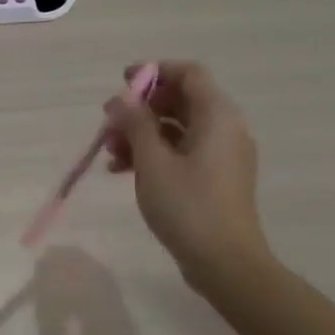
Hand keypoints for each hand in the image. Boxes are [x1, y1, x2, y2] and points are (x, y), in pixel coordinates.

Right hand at [103, 60, 269, 287]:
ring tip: (110, 152)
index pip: (188, 73)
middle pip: (180, 100)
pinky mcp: (214, 177)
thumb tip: (120, 99)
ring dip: (141, 133)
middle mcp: (225, 128)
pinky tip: (122, 170)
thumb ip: (135, 123)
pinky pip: (181, 151)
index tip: (122, 83)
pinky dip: (153, 153)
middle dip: (141, 108)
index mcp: (217, 116)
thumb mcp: (152, 161)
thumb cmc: (188, 206)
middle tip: (109, 123)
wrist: (225, 262)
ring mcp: (221, 154)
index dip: (154, 72)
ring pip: (177, 127)